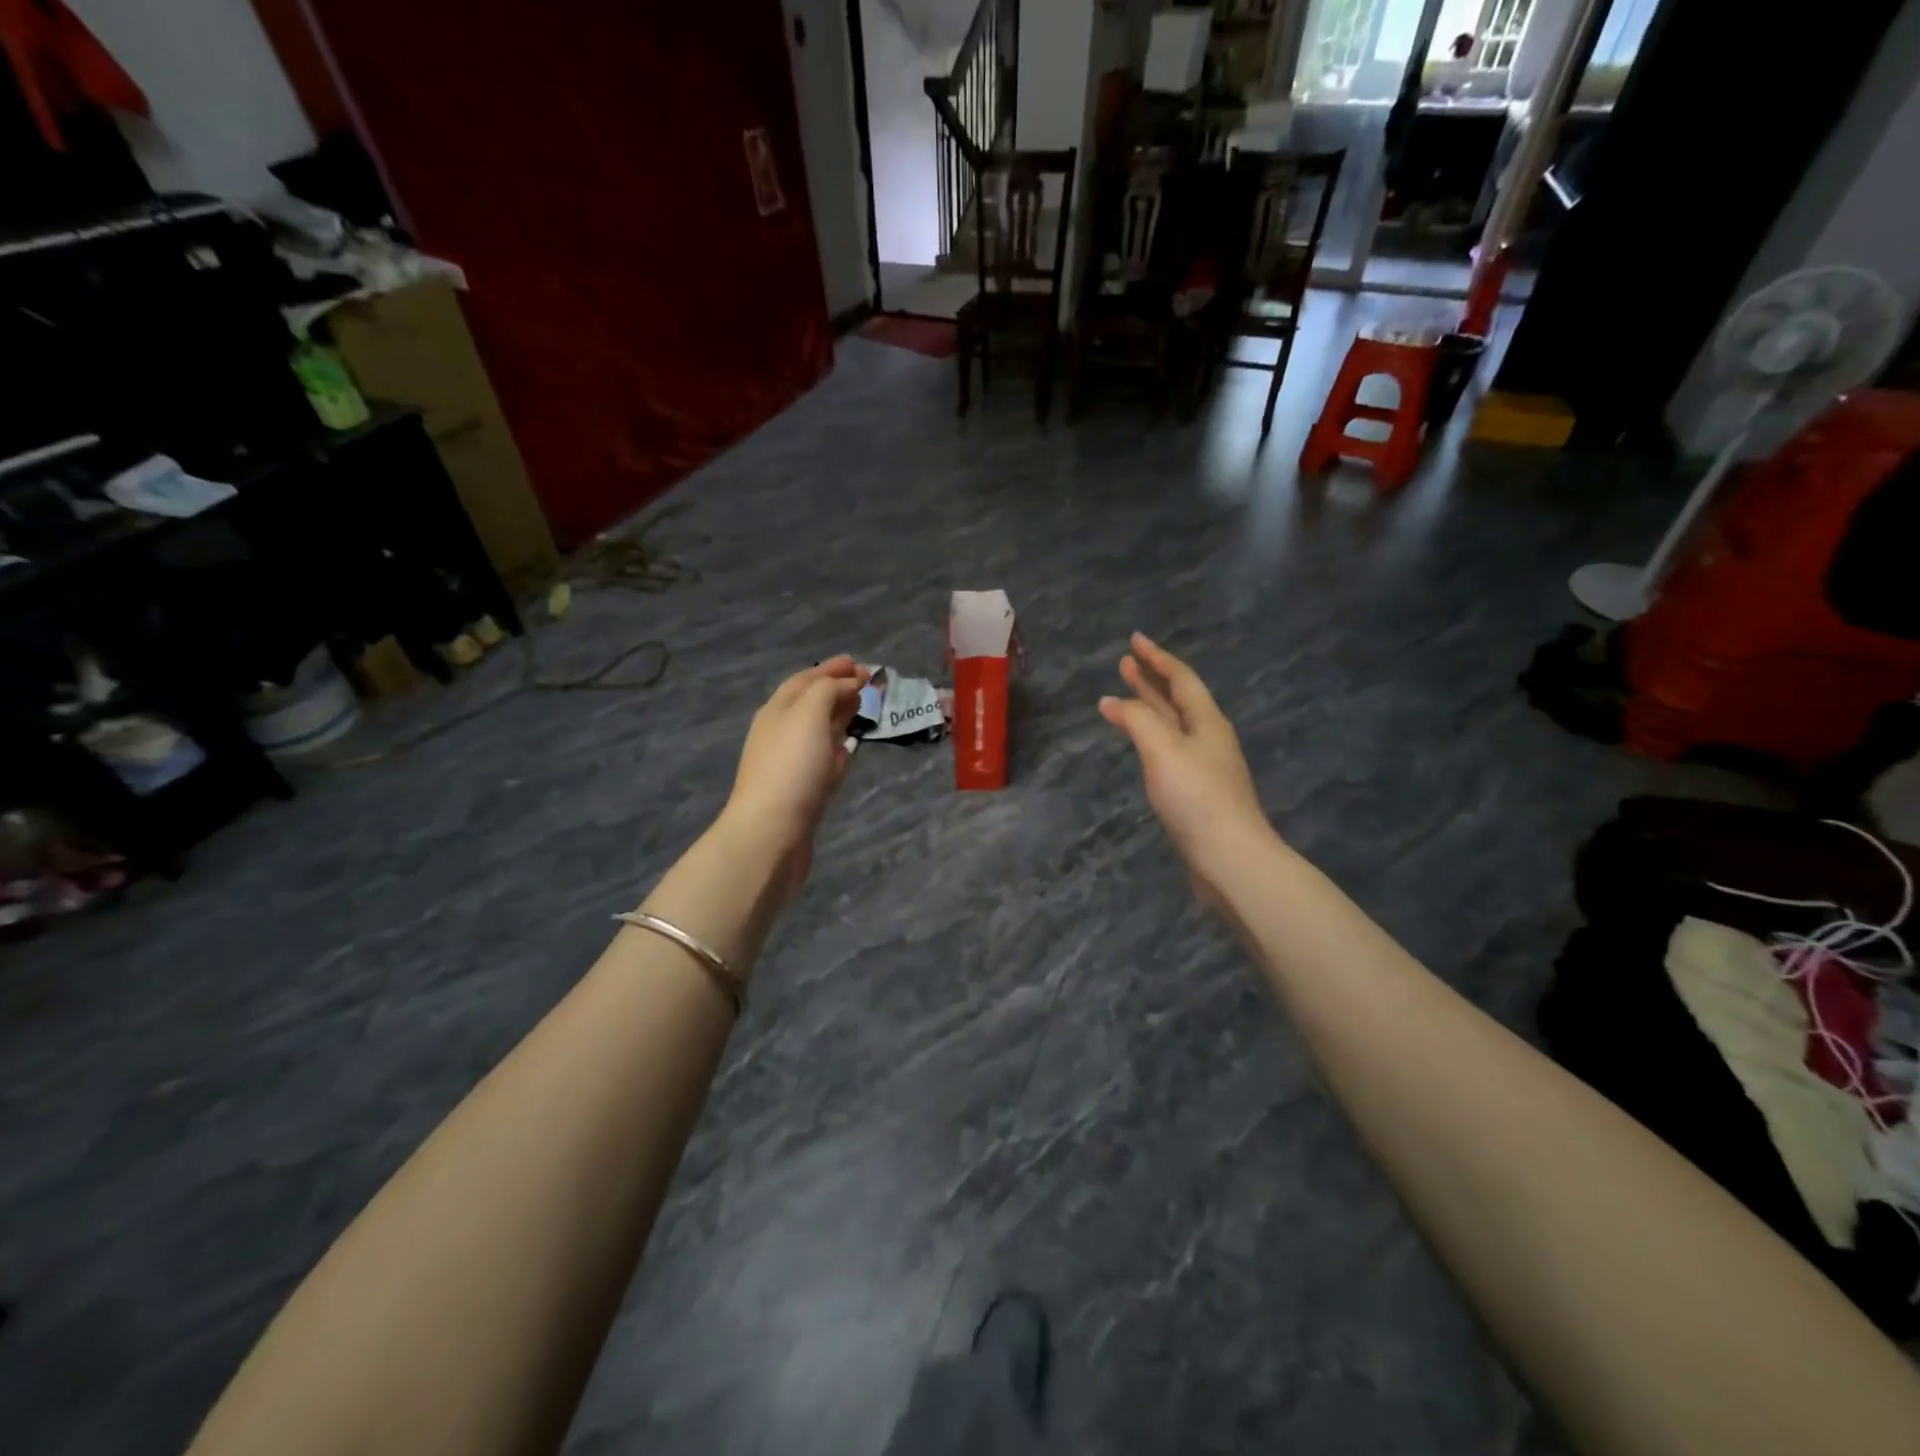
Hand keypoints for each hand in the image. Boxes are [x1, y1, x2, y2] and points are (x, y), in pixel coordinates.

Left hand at [720, 656, 865, 886]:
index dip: (832, 669)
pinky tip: (849, 749)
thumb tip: (848, 684)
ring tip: (862, 708)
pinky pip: (823, 759)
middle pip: (811, 703)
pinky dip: (837, 747)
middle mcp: (781, 732)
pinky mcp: (803, 790)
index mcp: (778, 710)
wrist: (771, 833)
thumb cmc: (791, 767)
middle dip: (837, 689)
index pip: (806, 680)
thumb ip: (828, 692)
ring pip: (818, 731)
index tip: (860, 664)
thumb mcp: (808, 715)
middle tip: (867, 683)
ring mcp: (792, 763)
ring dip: (838, 716)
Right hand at [1100, 633, 1272, 899]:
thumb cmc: (1197, 798)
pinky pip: (1169, 751)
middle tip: (1125, 663)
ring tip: (1124, 697)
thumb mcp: (1163, 751)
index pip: (1181, 678)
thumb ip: (1138, 721)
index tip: (1135, 640)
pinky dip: (1150, 738)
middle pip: (1177, 700)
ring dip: (1149, 708)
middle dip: (1151, 680)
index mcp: (1207, 722)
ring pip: (1172, 726)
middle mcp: (1208, 738)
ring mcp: (1204, 766)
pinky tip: (1141, 745)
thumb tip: (1112, 700)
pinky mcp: (1197, 792)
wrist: (1230, 858)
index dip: (1157, 658)